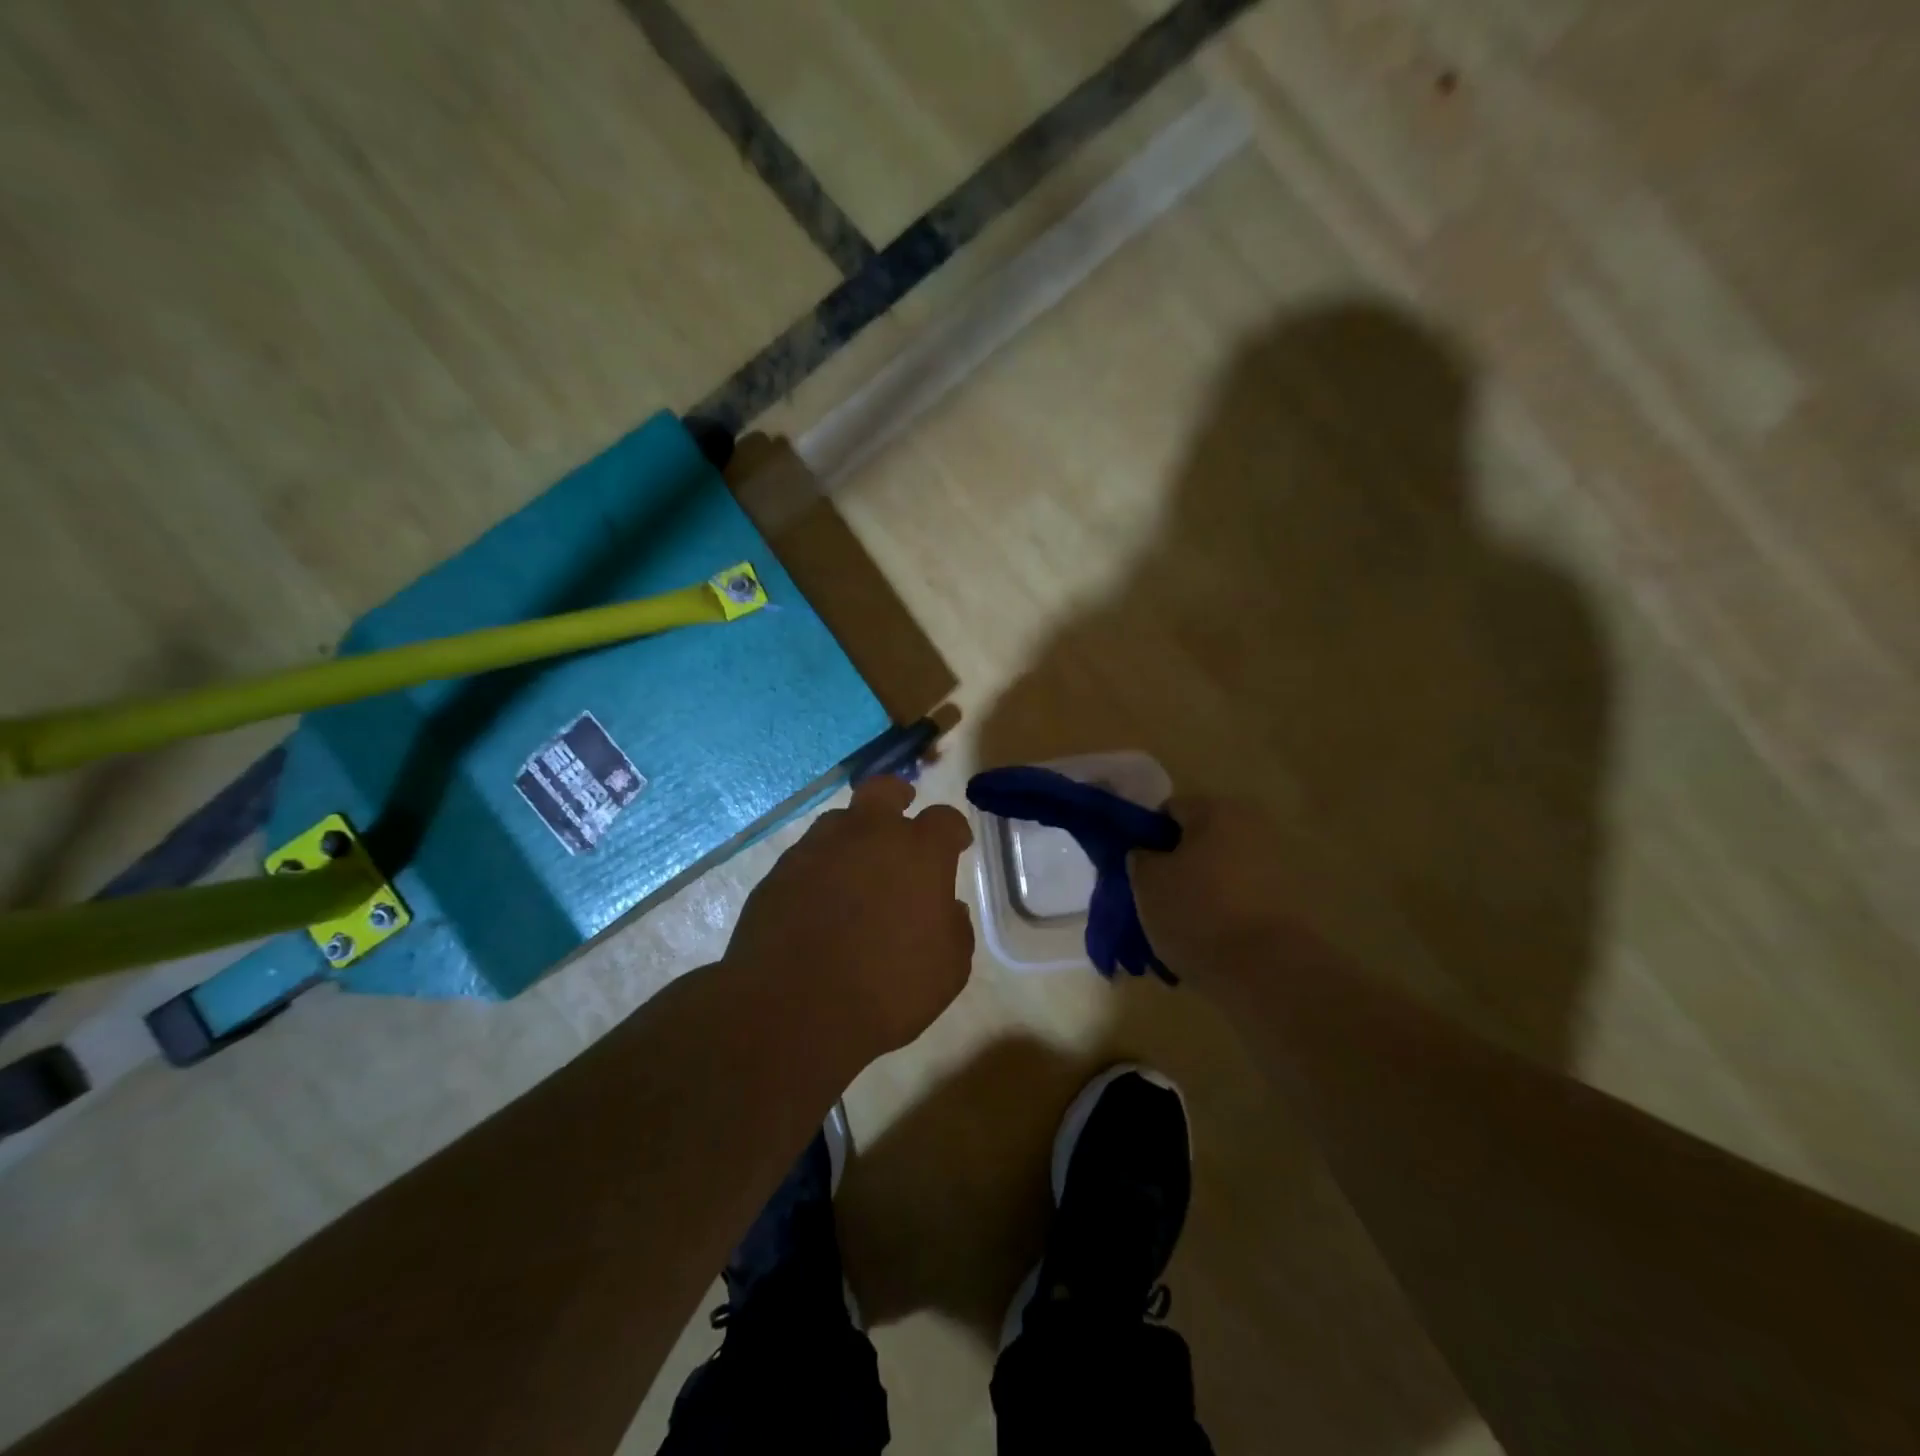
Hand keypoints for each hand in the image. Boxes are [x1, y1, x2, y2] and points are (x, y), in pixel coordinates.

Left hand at [725, 775, 974, 1056]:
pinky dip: (820, 869)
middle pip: (884, 790)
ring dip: (854, 835)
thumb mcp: (948, 970)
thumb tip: (947, 909)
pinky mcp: (779, 871)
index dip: (954, 831)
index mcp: (918, 852)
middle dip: (898, 796)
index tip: (957, 845)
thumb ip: (955, 929)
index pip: (945, 819)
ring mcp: (818, 848)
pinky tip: (820, 901)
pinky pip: (807, 856)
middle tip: (902, 815)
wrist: (793, 1008)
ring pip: (840, 820)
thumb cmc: (887, 990)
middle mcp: (868, 835)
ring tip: (856, 869)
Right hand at [1131, 795, 1322, 985]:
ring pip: (1219, 871)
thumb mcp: (1147, 882)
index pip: (1169, 810)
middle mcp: (1251, 827)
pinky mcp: (1288, 900)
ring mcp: (1275, 864)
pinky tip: (1207, 940)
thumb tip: (1147, 854)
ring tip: (1178, 927)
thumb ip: (1140, 858)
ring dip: (1199, 889)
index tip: (1135, 869)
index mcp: (1216, 811)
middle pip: (1198, 840)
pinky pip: (1240, 897)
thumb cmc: (1197, 913)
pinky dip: (1222, 912)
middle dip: (1175, 865)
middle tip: (1153, 898)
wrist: (1266, 971)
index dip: (1146, 836)